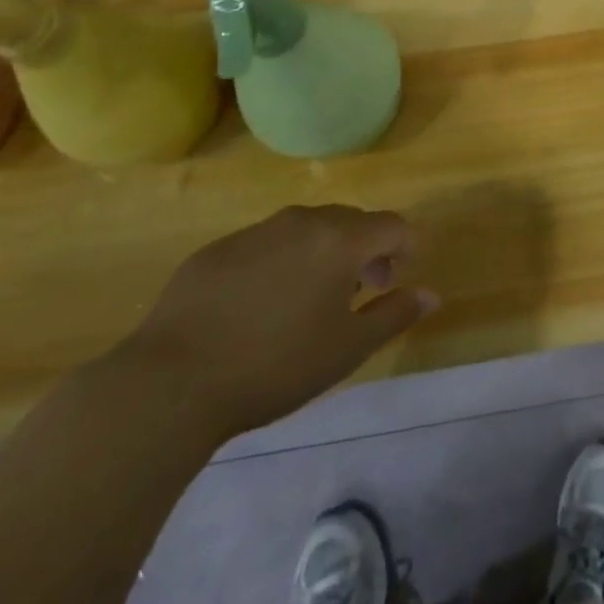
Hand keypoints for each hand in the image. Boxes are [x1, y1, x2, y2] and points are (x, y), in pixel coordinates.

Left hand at [112, 205, 437, 441]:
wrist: (171, 383)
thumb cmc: (276, 365)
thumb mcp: (347, 348)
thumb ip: (395, 314)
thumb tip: (432, 294)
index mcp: (340, 239)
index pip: (391, 225)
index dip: (404, 248)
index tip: (395, 280)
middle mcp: (301, 222)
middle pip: (350, 221)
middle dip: (365, 250)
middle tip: (359, 293)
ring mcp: (254, 232)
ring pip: (305, 229)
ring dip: (322, 253)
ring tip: (310, 300)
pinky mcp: (215, 251)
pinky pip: (265, 244)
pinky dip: (279, 262)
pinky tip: (260, 307)